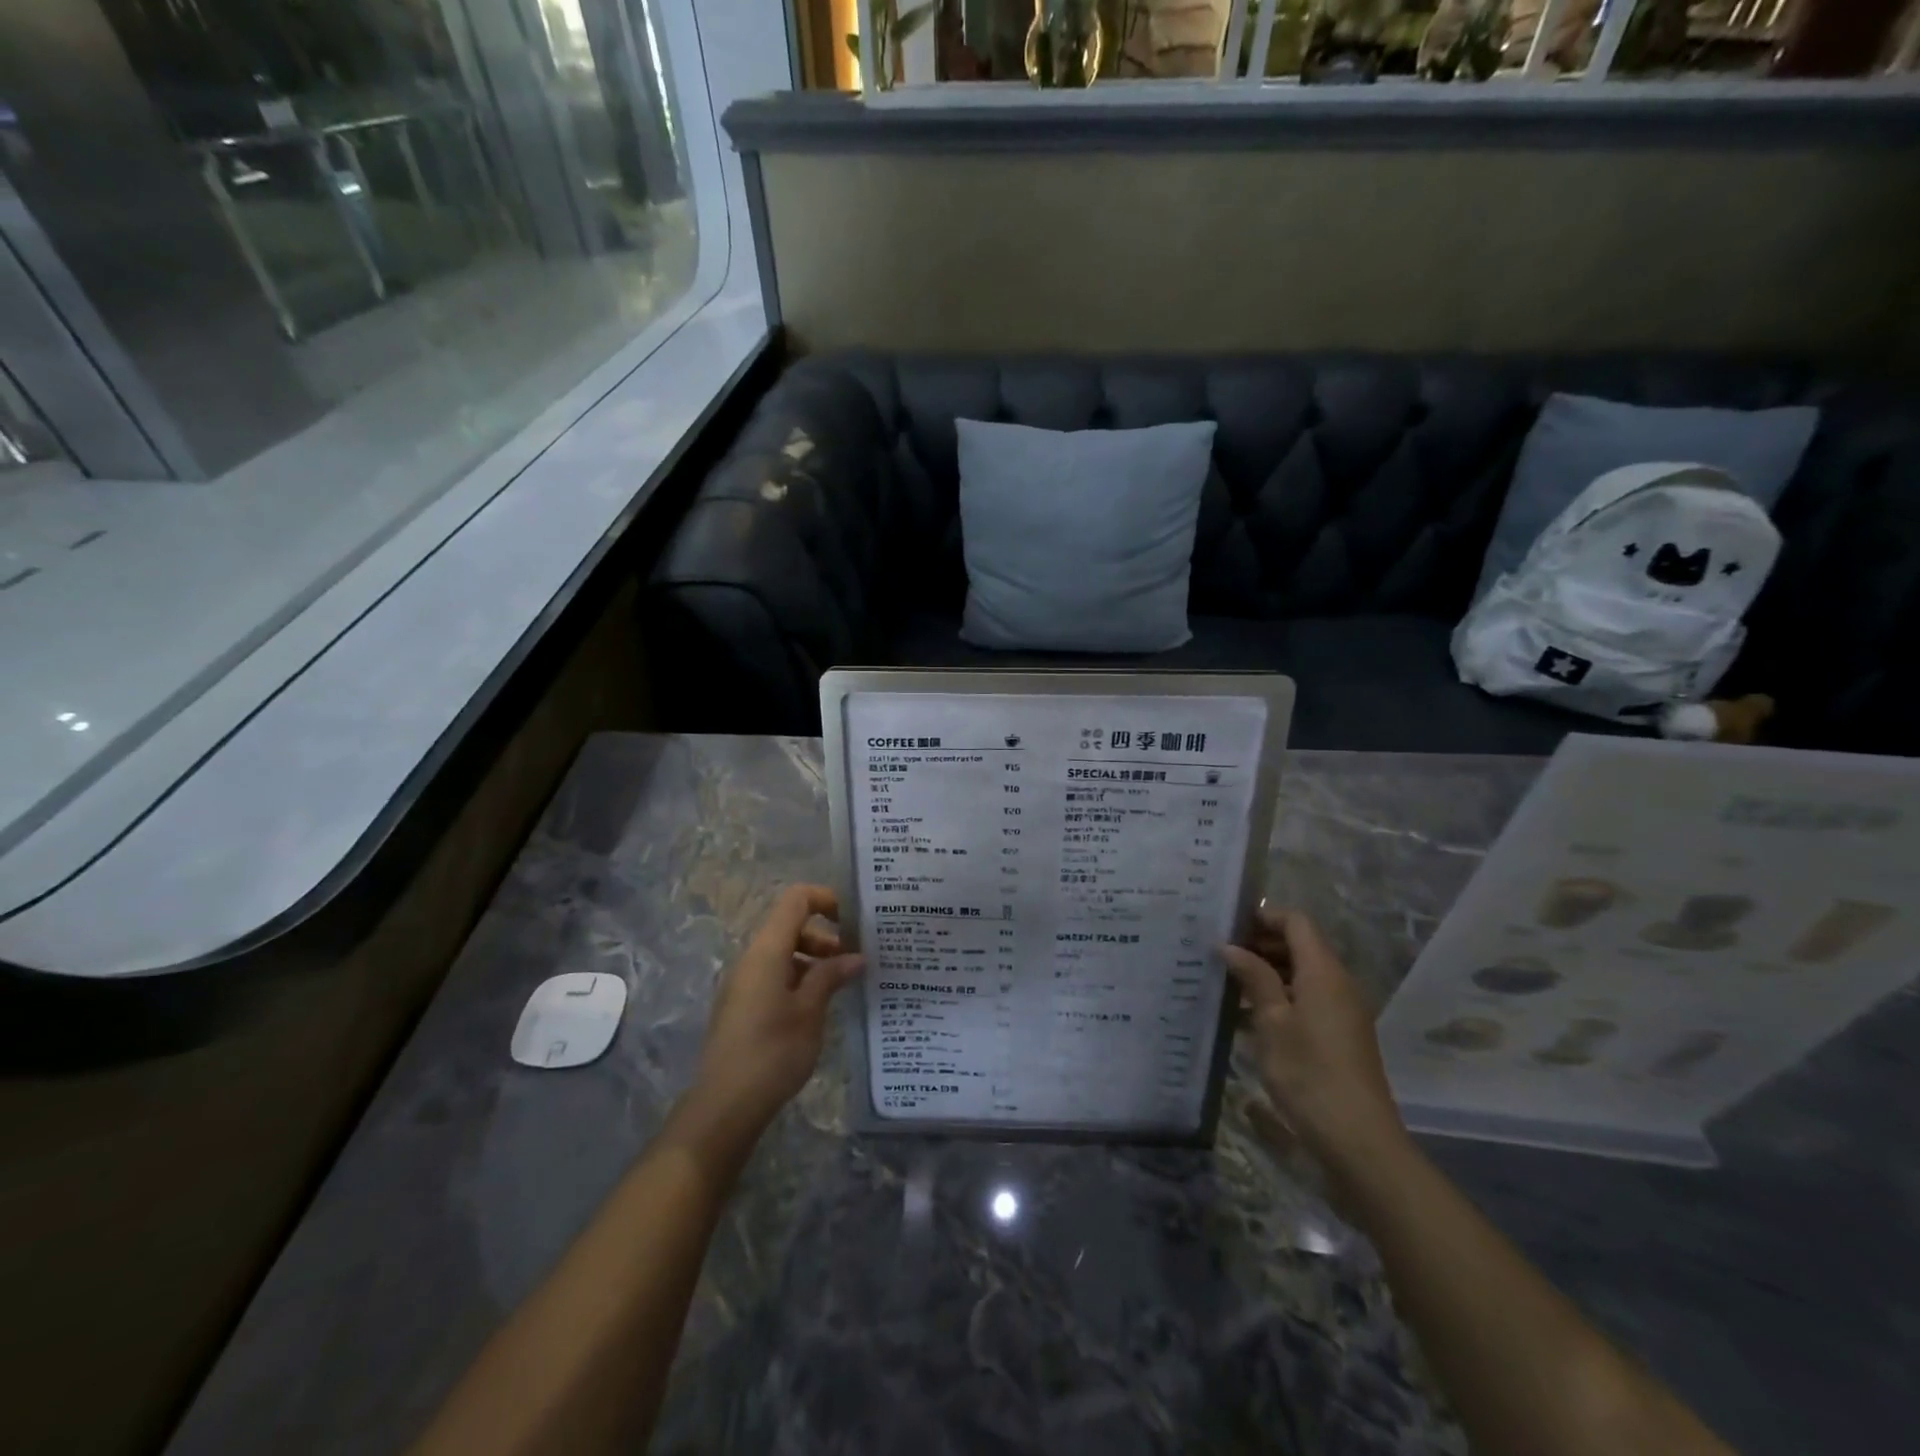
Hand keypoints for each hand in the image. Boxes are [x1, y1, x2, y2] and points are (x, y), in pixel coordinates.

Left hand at [689, 885, 861, 1141]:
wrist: (725, 1105)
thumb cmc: (773, 1052)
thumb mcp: (811, 1011)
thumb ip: (831, 976)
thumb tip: (855, 957)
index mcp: (767, 951)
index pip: (795, 900)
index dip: (826, 899)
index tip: (852, 922)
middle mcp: (751, 958)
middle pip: (790, 925)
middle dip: (824, 936)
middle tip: (853, 963)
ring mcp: (743, 982)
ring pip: (782, 952)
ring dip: (813, 959)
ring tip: (839, 986)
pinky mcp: (741, 1005)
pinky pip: (773, 975)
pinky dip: (798, 978)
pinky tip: (816, 1007)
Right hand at [1222, 909, 1404, 1171]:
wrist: (1358, 1139)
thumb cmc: (1309, 1073)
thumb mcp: (1272, 1022)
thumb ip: (1253, 977)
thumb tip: (1229, 945)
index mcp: (1324, 972)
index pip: (1296, 922)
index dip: (1263, 916)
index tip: (1226, 924)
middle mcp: (1338, 983)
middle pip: (1300, 945)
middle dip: (1260, 943)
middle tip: (1219, 952)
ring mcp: (1342, 1010)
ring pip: (1301, 973)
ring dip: (1266, 971)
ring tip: (1226, 981)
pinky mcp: (1339, 1034)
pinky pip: (1307, 998)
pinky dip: (1279, 996)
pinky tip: (1246, 1015)